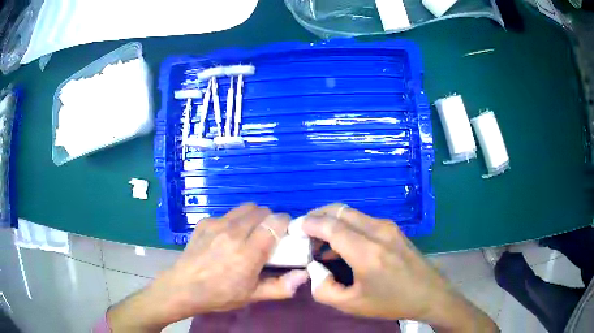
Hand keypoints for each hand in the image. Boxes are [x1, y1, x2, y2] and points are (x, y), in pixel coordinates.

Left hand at [107, 203, 308, 331]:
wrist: (183, 287)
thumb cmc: (220, 295)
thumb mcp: (252, 296)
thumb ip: (281, 287)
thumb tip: (305, 274)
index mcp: (248, 252)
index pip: (275, 222)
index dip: (285, 223)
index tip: (285, 234)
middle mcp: (234, 232)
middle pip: (262, 211)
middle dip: (270, 220)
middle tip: (267, 236)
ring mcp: (217, 224)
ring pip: (245, 208)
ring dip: (253, 217)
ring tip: (249, 233)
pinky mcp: (204, 222)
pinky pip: (227, 214)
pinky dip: (234, 221)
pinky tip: (227, 237)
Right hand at [303, 204, 497, 332]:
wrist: (429, 294)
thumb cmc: (390, 302)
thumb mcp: (351, 305)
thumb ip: (323, 288)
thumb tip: (314, 267)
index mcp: (367, 252)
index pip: (330, 225)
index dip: (308, 224)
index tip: (293, 230)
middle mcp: (378, 231)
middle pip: (339, 211)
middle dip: (317, 216)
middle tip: (303, 232)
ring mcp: (388, 227)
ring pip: (351, 213)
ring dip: (331, 221)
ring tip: (318, 241)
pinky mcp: (393, 229)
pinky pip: (362, 220)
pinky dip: (345, 225)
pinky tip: (341, 244)